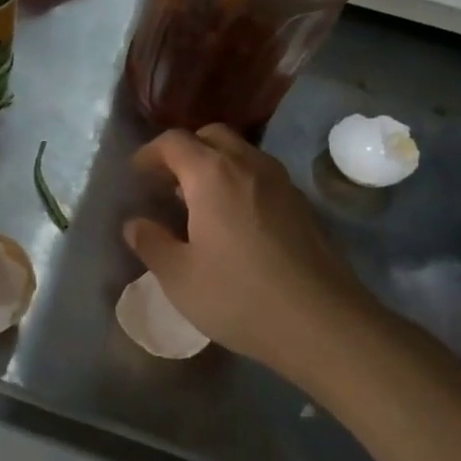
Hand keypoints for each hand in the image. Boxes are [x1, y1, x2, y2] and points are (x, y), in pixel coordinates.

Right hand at [122, 125, 397, 381]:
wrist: (324, 324)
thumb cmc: (240, 297)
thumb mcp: (179, 276)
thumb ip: (151, 243)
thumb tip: (135, 223)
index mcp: (212, 174)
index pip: (173, 142)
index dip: (149, 154)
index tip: (136, 176)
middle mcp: (248, 165)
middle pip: (211, 136)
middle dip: (184, 152)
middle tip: (167, 184)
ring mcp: (281, 183)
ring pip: (240, 153)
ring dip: (214, 165)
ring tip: (197, 203)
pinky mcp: (302, 205)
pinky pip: (261, 176)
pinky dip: (239, 183)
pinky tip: (233, 222)